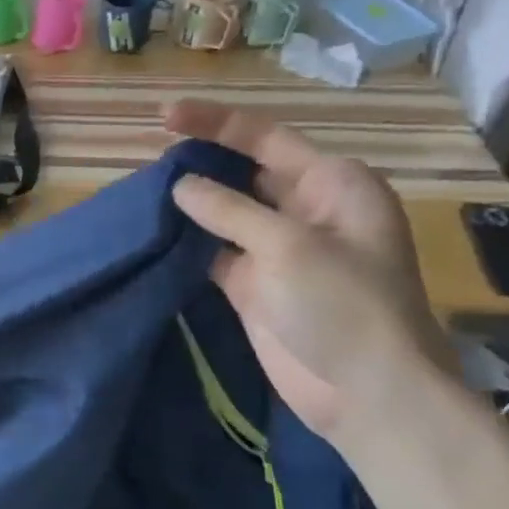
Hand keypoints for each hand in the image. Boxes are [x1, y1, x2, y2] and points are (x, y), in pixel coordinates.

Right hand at [166, 99, 454, 447]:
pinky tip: (154, 231)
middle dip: (199, 161)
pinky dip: (187, 241)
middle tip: (147, 155)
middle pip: (243, 171)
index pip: (265, 138)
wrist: (366, 393)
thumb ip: (228, 209)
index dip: (215, 123)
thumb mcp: (287, 246)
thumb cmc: (343, 305)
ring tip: (141, 189)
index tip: (164, 116)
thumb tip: (180, 185)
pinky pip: (214, 249)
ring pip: (225, 211)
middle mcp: (306, 208)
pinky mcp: (255, 284)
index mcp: (332, 184)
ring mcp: (278, 248)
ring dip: (189, 203)